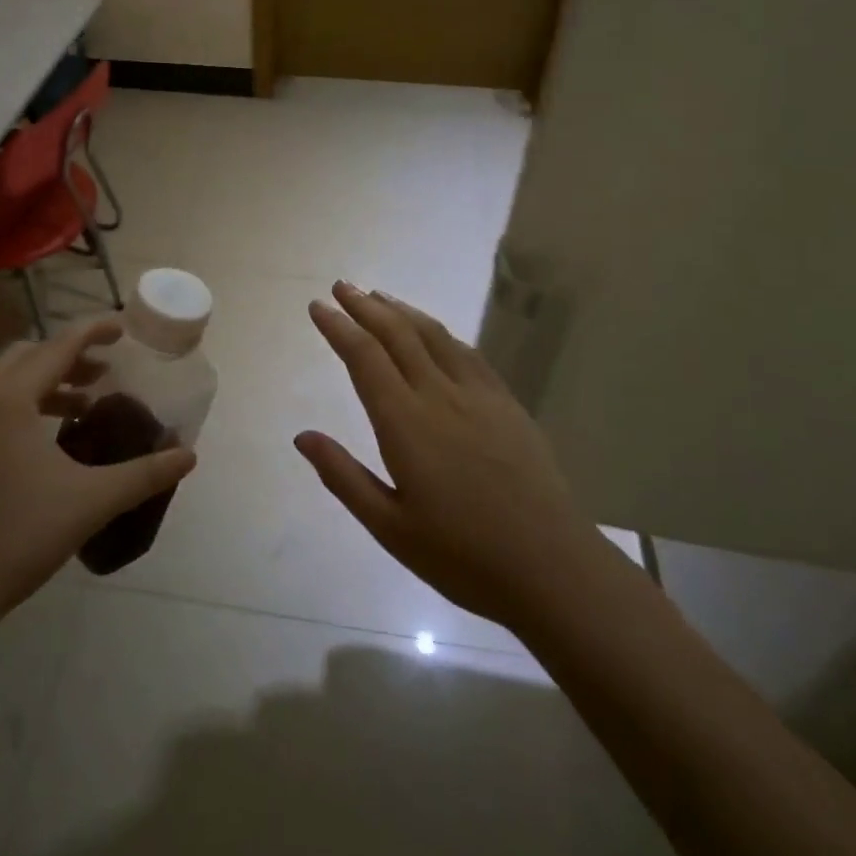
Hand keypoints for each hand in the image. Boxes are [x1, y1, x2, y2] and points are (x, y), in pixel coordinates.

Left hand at [0, 319, 196, 617]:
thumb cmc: (19, 535)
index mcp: (10, 397)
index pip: (59, 346)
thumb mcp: (90, 501)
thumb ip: (143, 474)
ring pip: (6, 382)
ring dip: (45, 383)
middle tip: (103, 374)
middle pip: (28, 355)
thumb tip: (188, 456)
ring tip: (81, 407)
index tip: (122, 329)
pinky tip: (44, 443)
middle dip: (68, 357)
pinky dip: (22, 406)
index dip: (93, 331)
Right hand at [297, 282, 596, 630]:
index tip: (319, 307)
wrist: (553, 569)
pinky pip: (467, 353)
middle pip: (397, 334)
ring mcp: (479, 395)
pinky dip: (440, 332)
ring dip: (401, 311)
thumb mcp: (390, 528)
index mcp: (405, 423)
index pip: (364, 357)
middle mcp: (439, 395)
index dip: (338, 327)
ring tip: (379, 296)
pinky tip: (433, 333)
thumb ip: (344, 476)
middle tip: (341, 286)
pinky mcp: (507, 404)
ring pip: (433, 335)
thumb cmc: (462, 556)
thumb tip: (302, 436)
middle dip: (365, 306)